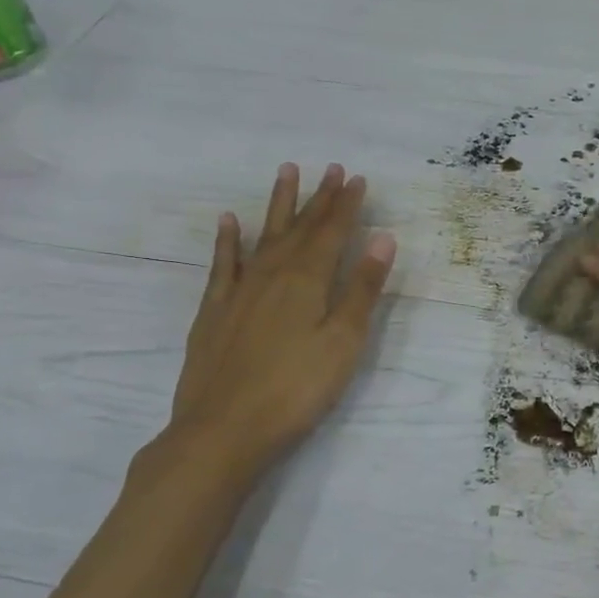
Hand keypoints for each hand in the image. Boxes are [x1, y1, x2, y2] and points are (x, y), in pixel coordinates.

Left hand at [166, 162, 396, 480]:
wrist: (223, 430)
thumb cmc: (297, 388)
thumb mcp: (344, 341)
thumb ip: (362, 289)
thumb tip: (383, 239)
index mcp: (308, 280)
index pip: (333, 232)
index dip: (347, 205)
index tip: (357, 178)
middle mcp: (272, 274)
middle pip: (300, 228)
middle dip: (319, 197)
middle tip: (332, 167)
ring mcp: (239, 291)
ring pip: (263, 236)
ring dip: (278, 205)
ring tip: (286, 172)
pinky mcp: (214, 311)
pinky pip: (223, 264)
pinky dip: (229, 240)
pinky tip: (230, 221)